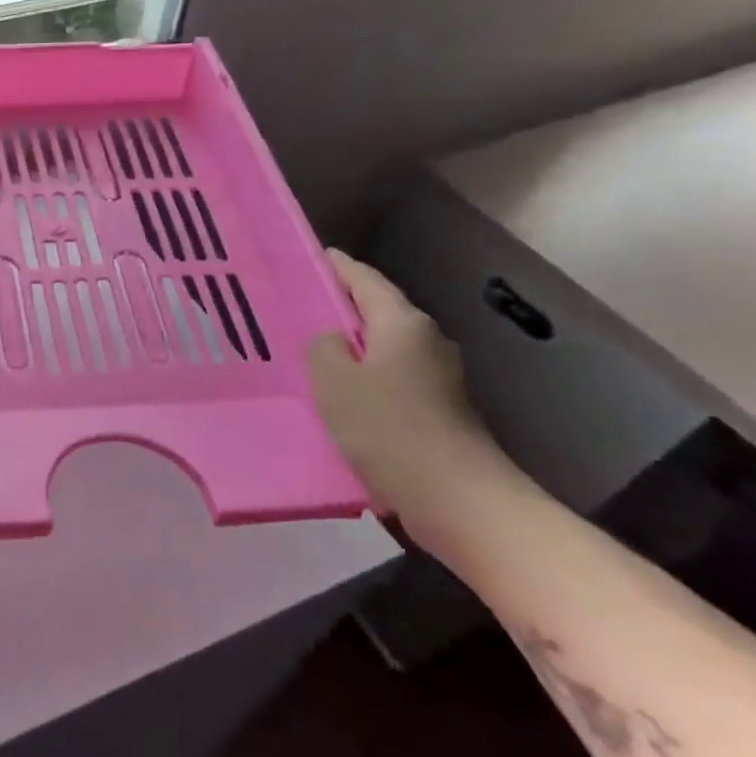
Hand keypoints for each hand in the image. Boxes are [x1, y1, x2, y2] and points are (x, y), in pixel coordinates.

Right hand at [306, 251, 523, 546]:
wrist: (458, 500)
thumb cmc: (389, 428)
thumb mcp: (334, 380)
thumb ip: (323, 347)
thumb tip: (332, 341)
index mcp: (403, 323)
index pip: (365, 279)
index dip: (337, 266)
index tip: (311, 256)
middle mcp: (425, 342)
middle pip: (376, 312)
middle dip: (340, 307)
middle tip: (297, 305)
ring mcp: (436, 378)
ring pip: (381, 348)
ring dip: (349, 347)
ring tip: (308, 350)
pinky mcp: (436, 411)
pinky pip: (388, 379)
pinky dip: (362, 377)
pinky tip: (336, 394)